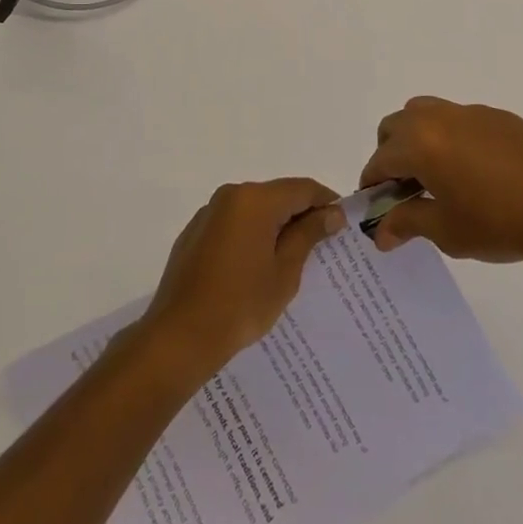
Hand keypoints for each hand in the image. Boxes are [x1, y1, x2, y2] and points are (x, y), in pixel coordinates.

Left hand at [139, 179, 342, 378]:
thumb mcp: (285, 272)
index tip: (342, 225)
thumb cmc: (241, 304)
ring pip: (255, 208)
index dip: (326, 202)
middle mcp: (231, 195)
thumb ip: (308, 235)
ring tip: (291, 258)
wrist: (180, 335)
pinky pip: (234, 223)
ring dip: (276, 225)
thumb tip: (331, 213)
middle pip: (278, 195)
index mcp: (255, 200)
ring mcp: (210, 212)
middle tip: (321, 245)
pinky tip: (256, 266)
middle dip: (301, 214)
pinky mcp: (196, 231)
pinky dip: (252, 234)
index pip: (302, 188)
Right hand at [361, 97, 522, 265]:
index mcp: (419, 143)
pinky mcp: (498, 117)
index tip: (378, 210)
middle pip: (396, 127)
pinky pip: (459, 120)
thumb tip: (380, 232)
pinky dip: (450, 138)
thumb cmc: (500, 223)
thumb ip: (407, 224)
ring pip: (425, 114)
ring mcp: (470, 113)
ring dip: (417, 139)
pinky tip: (474, 172)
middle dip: (390, 155)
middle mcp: (438, 117)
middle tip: (405, 192)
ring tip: (436, 177)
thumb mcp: (447, 231)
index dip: (373, 186)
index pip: (379, 160)